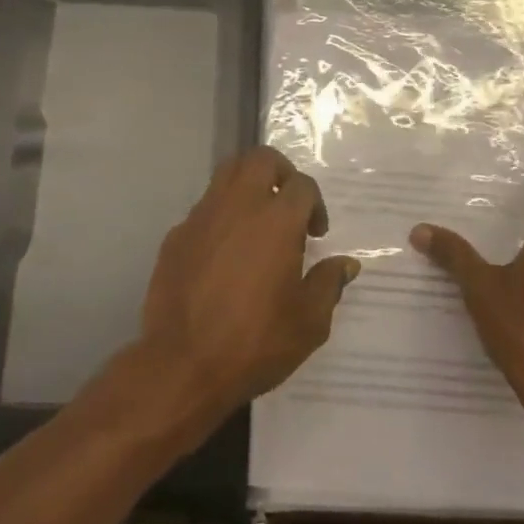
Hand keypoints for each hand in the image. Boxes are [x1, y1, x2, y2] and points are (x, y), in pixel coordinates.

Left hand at [131, 147, 357, 432]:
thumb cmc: (254, 343)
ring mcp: (203, 216)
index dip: (315, 204)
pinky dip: (221, 215)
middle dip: (281, 172)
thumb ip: (328, 285)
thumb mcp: (308, 323)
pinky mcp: (177, 234)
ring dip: (248, 185)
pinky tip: (225, 252)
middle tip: (288, 204)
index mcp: (276, 221)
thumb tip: (346, 264)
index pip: (302, 185)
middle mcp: (239, 206)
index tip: (316, 234)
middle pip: (261, 159)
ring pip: (228, 173)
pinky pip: (204, 207)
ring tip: (258, 219)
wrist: (182, 363)